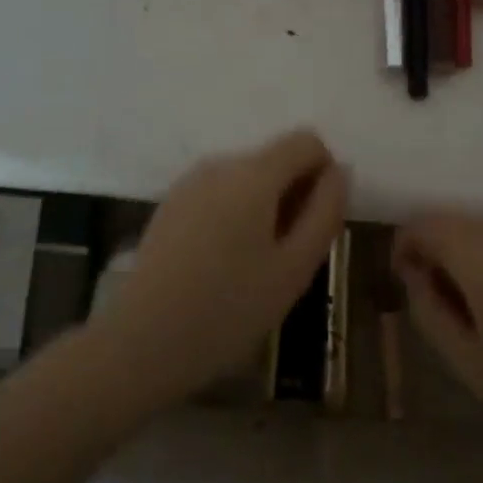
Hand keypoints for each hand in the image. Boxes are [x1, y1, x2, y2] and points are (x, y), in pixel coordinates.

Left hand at [88, 129, 348, 412]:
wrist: (143, 341)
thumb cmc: (229, 308)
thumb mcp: (294, 268)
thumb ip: (325, 212)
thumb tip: (339, 172)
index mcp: (254, 173)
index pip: (307, 141)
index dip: (324, 176)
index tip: (315, 224)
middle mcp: (220, 163)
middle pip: (275, 159)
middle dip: (294, 196)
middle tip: (288, 257)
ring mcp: (189, 182)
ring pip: (247, 179)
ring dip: (265, 208)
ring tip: (255, 266)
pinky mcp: (170, 204)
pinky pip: (219, 194)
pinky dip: (235, 216)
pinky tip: (222, 265)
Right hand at [391, 215, 482, 449]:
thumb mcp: (469, 362)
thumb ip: (429, 310)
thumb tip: (416, 275)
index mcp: (480, 255)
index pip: (424, 223)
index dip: (406, 247)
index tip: (411, 284)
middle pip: (460, 223)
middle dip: (443, 253)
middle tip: (449, 305)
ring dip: (478, 257)